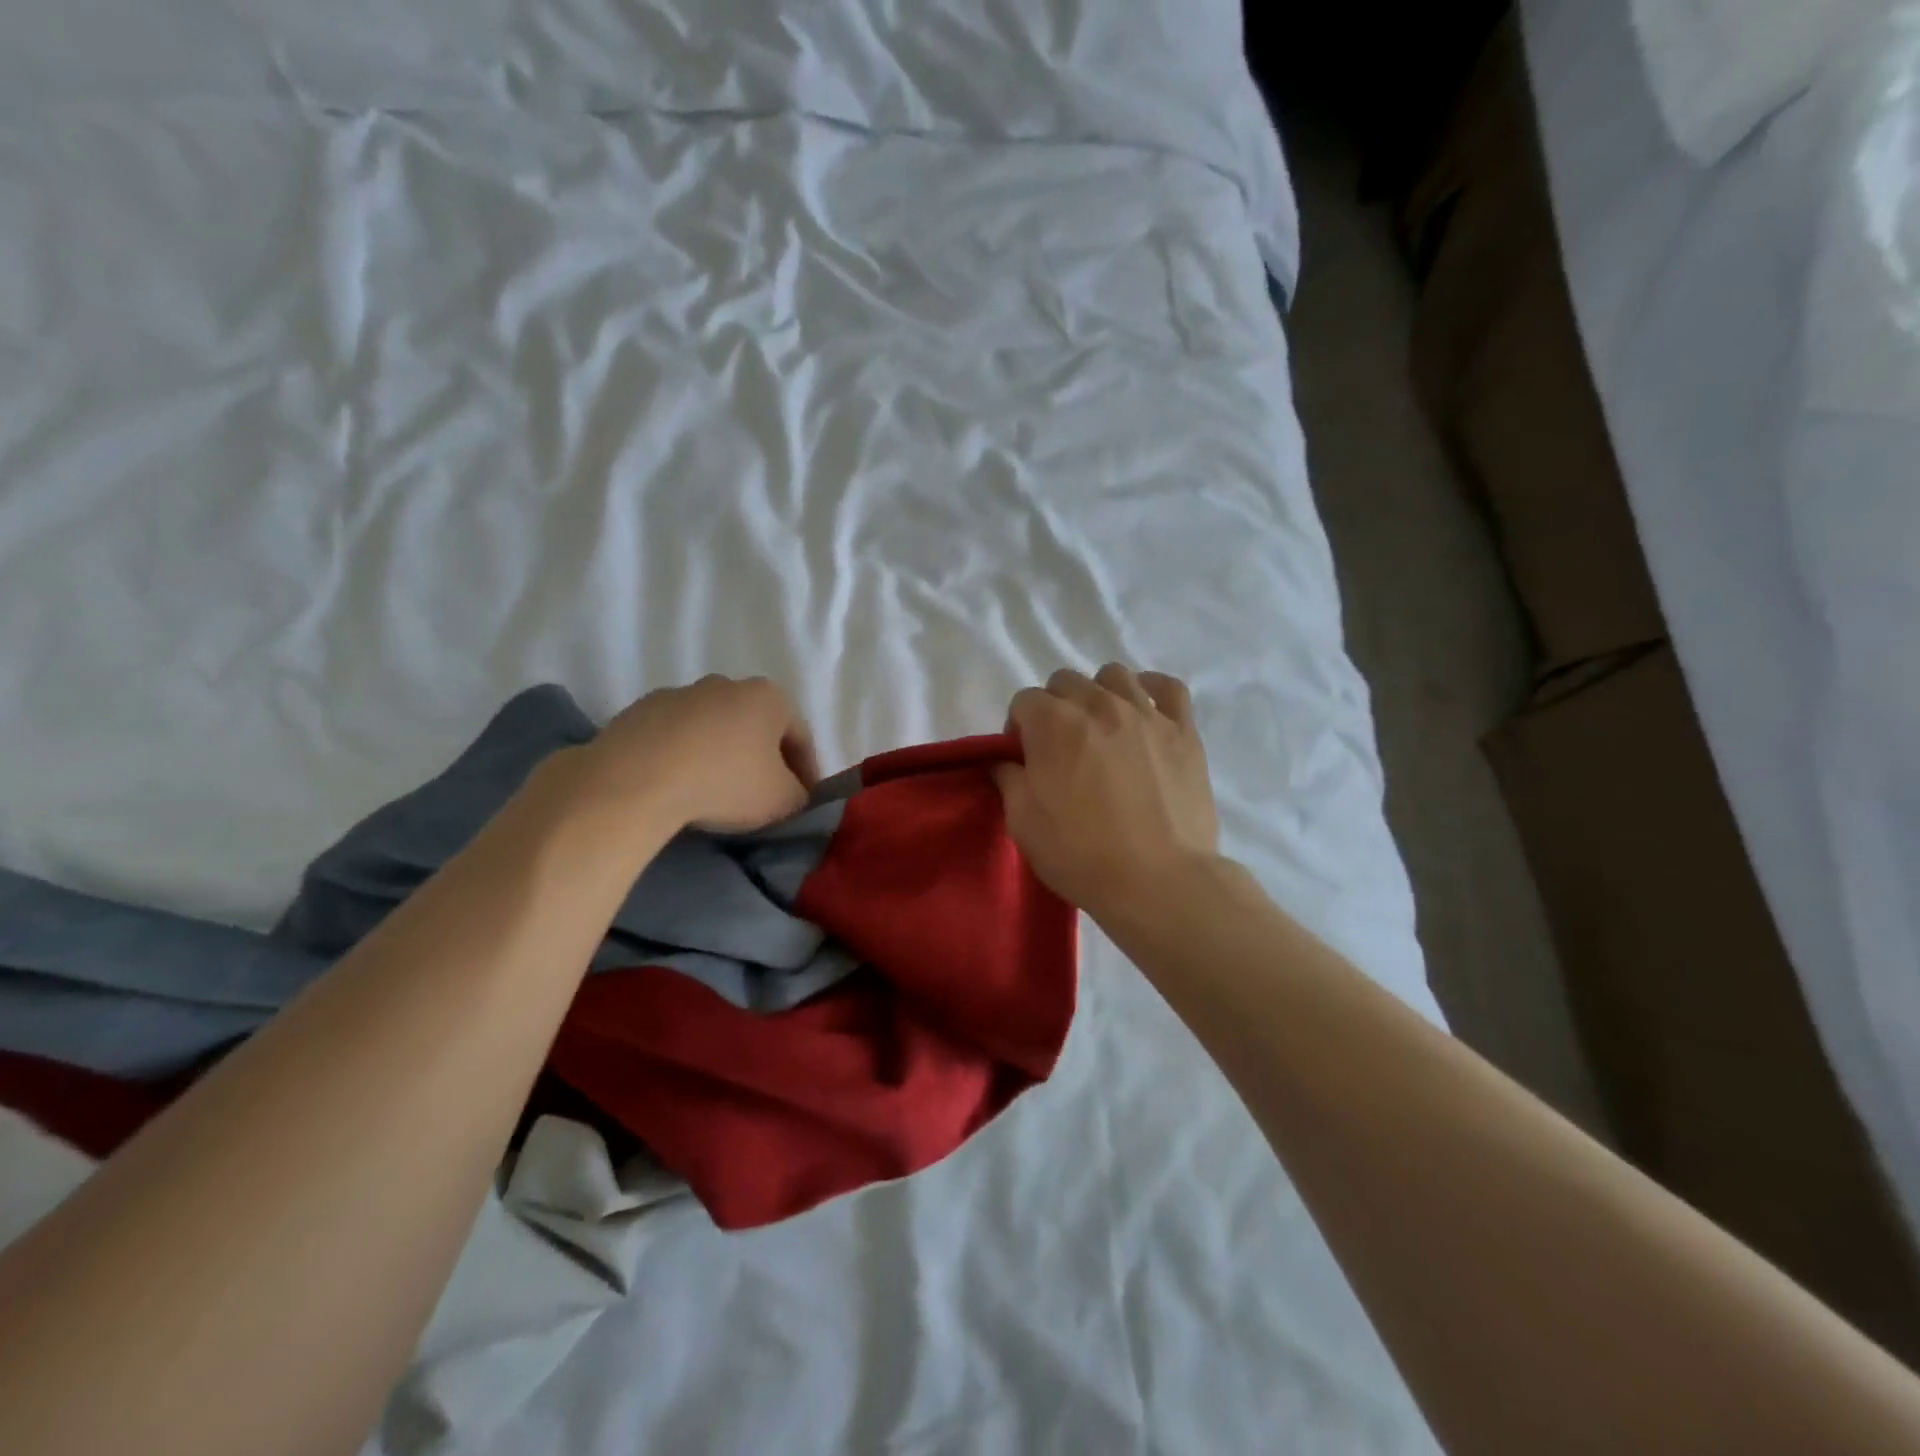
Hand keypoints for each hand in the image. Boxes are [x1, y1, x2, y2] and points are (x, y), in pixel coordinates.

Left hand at [578, 675, 820, 832]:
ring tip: (716, 791)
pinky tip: (679, 784)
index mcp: (769, 697)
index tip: (804, 801)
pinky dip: (684, 756)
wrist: (636, 778)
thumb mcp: (782, 800)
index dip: (807, 772)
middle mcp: (727, 684)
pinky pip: (676, 736)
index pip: (801, 737)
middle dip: (763, 758)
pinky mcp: (641, 710)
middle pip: (756, 726)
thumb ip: (799, 795)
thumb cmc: (724, 782)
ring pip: (714, 728)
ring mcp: (681, 693)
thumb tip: (794, 793)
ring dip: (721, 754)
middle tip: (763, 795)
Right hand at [994, 665, 1219, 921]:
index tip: (1024, 760)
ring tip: (1101, 729)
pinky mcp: (1183, 731)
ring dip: (1098, 694)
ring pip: (1114, 675)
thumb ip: (1009, 779)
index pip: (1024, 700)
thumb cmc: (1081, 855)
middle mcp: (1099, 705)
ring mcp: (1146, 714)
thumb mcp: (1023, 823)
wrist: (1158, 881)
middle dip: (1054, 707)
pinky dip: (1151, 689)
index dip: (1018, 728)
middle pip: (1065, 681)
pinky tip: (1144, 708)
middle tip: (1060, 748)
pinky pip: (1168, 687)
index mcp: (1053, 724)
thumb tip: (1007, 761)